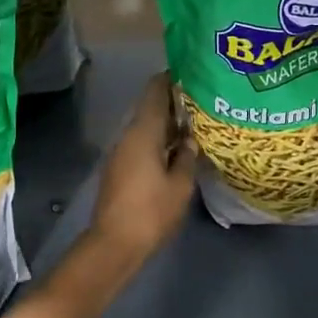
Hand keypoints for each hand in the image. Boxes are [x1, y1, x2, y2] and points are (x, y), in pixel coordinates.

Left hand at [89, 73, 196, 267]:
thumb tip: (191, 140)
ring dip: (167, 124)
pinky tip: (178, 151)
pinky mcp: (119, 168)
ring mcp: (121, 151)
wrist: (114, 243)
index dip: (172, 78)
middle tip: (202, 102)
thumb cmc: (151, 211)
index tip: (193, 74)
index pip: (155, 90)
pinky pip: (141, 143)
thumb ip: (188, 156)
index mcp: (143, 131)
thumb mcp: (181, 184)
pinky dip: (159, 141)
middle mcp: (128, 134)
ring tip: (195, 126)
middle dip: (174, 103)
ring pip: (146, 127)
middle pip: (150, 107)